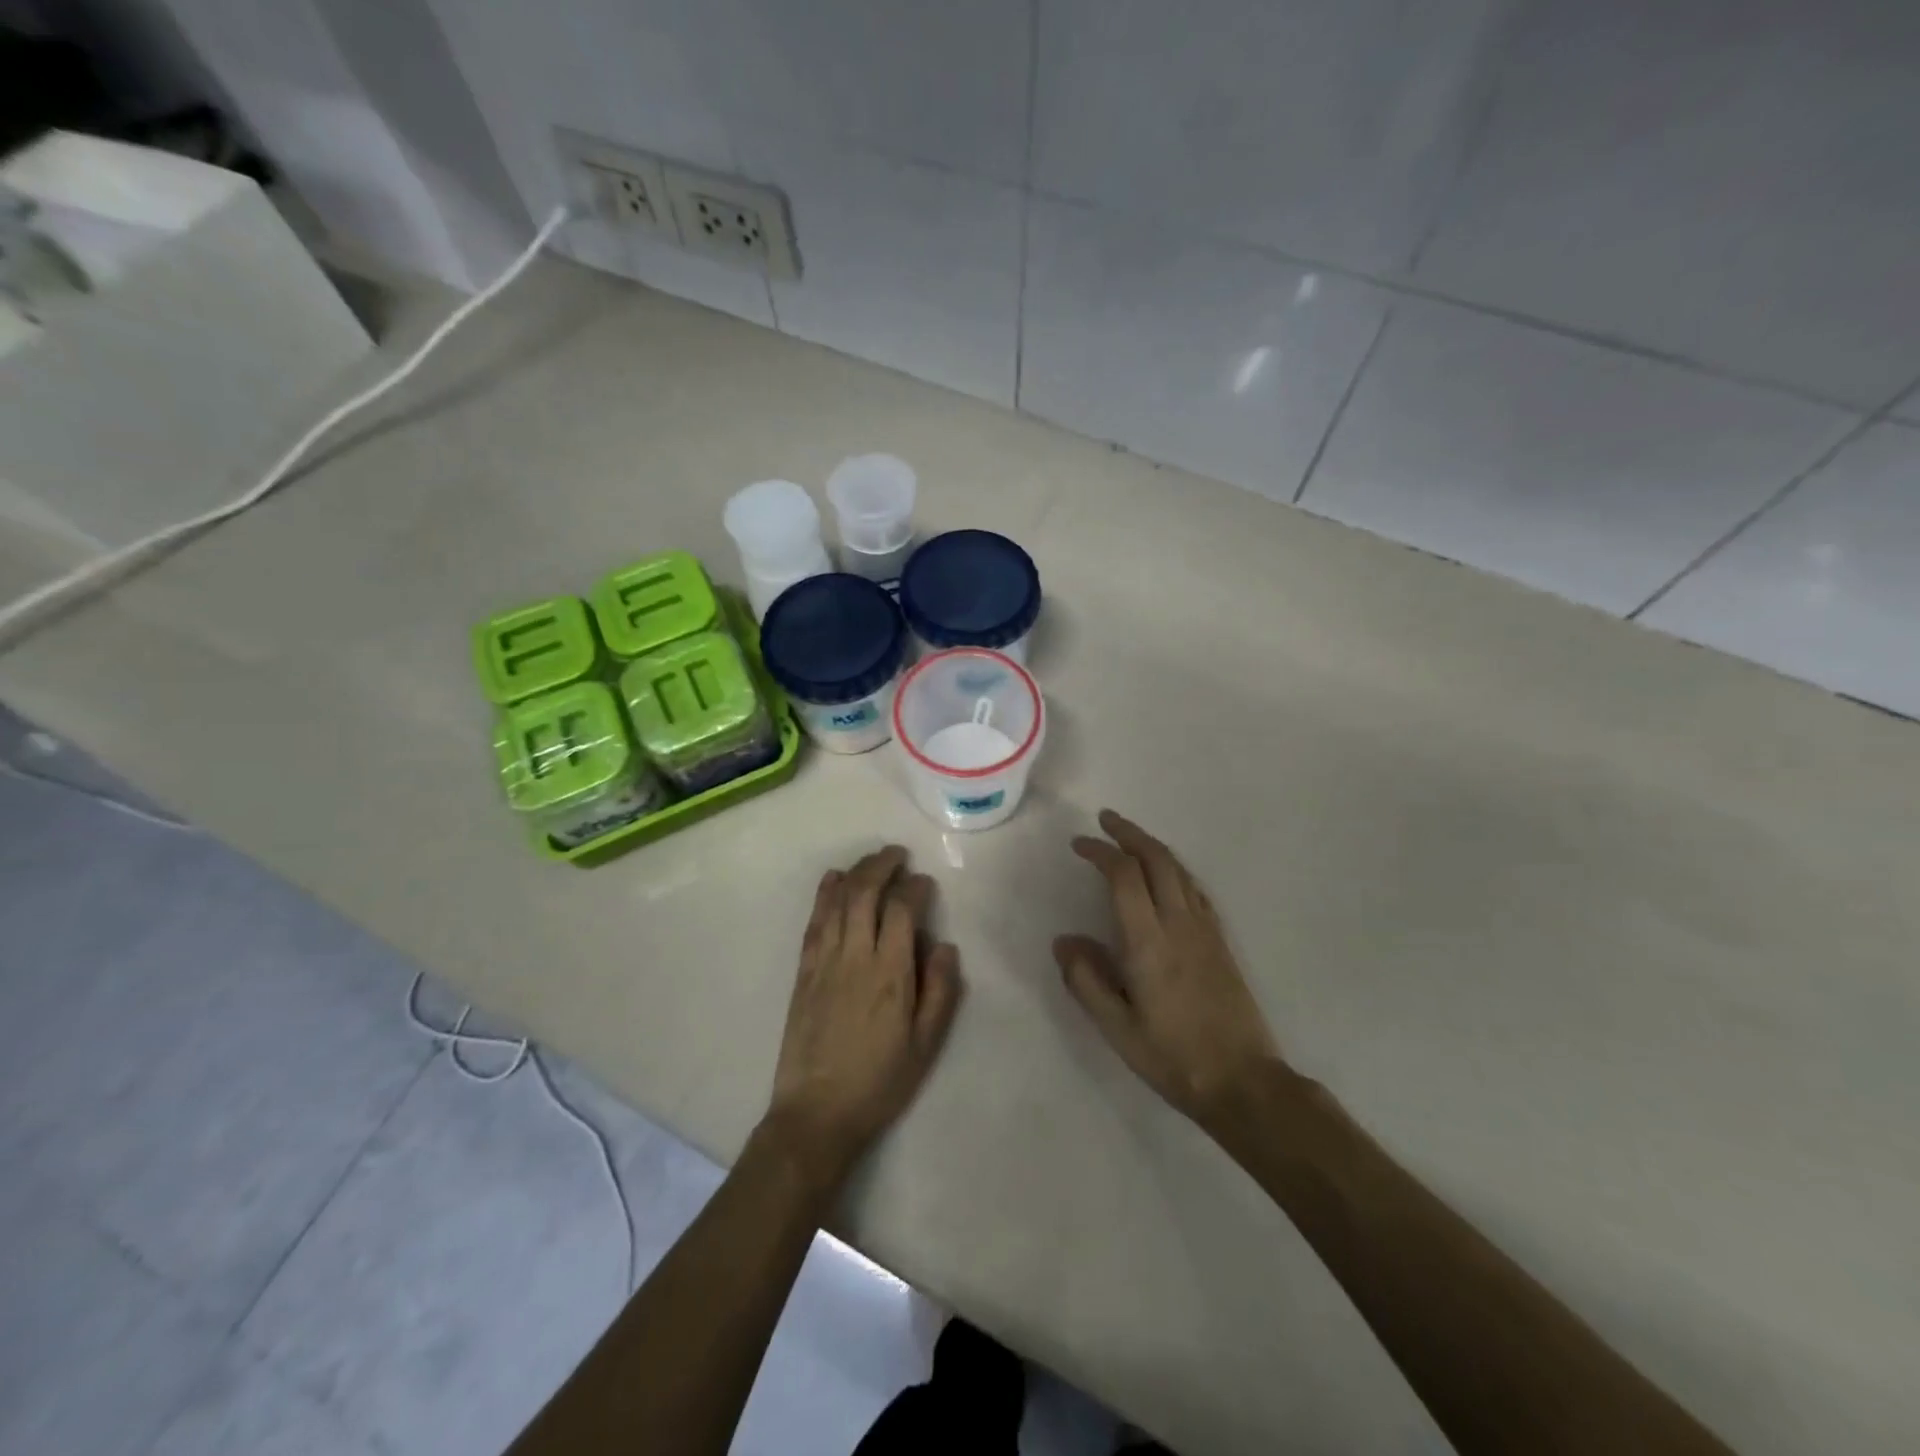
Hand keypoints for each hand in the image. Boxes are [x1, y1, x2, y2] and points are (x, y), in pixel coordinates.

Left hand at [763, 847, 962, 1185]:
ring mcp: (824, 962)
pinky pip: (815, 922)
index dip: (915, 888)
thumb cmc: (879, 1082)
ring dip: (856, 872)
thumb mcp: (926, 1045)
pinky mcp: (804, 972)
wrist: (816, 1114)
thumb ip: (940, 991)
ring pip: (838, 901)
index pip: (902, 910)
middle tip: (899, 855)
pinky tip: (833, 879)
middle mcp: (855, 957)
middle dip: (883, 865)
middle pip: (865, 893)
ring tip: (873, 860)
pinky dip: (825, 894)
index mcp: (890, 974)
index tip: (925, 883)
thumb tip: (944, 945)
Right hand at [1055, 810, 1279, 1127]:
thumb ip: (1086, 980)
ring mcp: (1206, 931)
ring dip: (1153, 847)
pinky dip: (1175, 870)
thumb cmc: (1173, 1058)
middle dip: (1129, 834)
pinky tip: (1168, 877)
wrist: (1244, 1082)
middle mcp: (1180, 924)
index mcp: (1149, 942)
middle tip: (1105, 820)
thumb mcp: (1117, 1028)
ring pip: (1180, 870)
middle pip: (1157, 860)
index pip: (1123, 876)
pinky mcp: (1221, 942)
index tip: (1079, 845)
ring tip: (1130, 839)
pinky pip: (1196, 890)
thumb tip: (1064, 940)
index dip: (1100, 852)